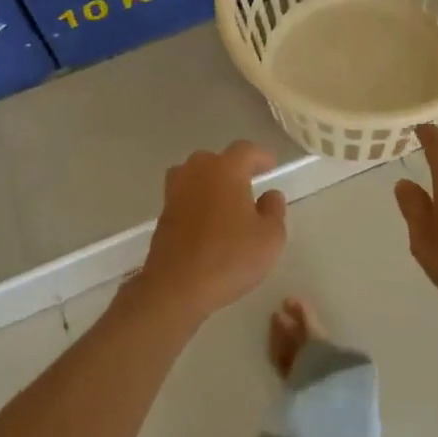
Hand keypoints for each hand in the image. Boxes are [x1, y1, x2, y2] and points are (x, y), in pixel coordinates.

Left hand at [135, 141, 286, 322]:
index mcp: (226, 169)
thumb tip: (270, 195)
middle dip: (233, 168)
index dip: (260, 157)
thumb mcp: (270, 238)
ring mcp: (176, 191)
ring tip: (225, 201)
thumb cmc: (229, 257)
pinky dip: (196, 201)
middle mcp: (198, 172)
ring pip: (195, 175)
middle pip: (216, 159)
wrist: (176, 287)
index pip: (246, 150)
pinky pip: (184, 196)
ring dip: (210, 182)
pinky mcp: (163, 213)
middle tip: (248, 186)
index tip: (271, 168)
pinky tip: (207, 222)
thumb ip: (274, 210)